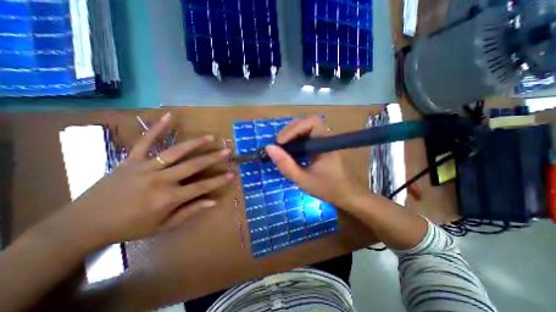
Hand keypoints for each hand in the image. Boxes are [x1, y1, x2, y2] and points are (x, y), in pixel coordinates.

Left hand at [63, 112, 233, 245]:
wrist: (83, 224)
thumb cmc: (129, 227)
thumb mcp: (163, 225)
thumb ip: (190, 211)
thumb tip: (212, 202)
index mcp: (168, 198)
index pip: (201, 186)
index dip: (219, 180)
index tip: (232, 174)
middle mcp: (160, 180)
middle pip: (193, 166)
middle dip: (213, 158)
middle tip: (227, 150)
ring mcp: (145, 167)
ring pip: (175, 151)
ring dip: (195, 143)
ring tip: (210, 137)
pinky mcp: (131, 159)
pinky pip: (146, 141)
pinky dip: (158, 128)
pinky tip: (170, 116)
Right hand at [263, 116, 365, 209]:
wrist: (341, 194)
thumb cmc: (325, 188)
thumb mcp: (301, 179)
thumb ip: (285, 164)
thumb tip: (268, 148)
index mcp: (325, 143)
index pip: (312, 122)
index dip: (294, 128)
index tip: (281, 142)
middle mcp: (324, 137)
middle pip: (306, 122)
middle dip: (289, 131)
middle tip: (278, 145)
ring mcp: (321, 140)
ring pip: (303, 128)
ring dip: (290, 135)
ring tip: (281, 147)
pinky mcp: (318, 145)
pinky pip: (304, 136)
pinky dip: (293, 140)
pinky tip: (288, 150)